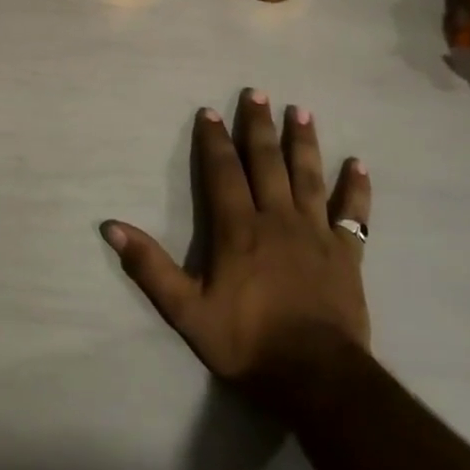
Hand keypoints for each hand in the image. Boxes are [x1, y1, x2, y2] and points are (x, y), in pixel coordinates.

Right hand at [103, 89, 373, 419]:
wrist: (317, 378)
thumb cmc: (248, 342)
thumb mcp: (187, 311)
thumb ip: (150, 267)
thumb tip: (111, 228)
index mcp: (238, 229)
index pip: (223, 172)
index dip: (214, 140)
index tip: (210, 111)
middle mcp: (277, 218)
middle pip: (267, 162)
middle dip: (259, 126)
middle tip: (258, 92)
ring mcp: (316, 233)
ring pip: (308, 176)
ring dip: (303, 142)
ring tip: (301, 111)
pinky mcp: (346, 253)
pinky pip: (353, 214)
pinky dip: (356, 188)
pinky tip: (358, 164)